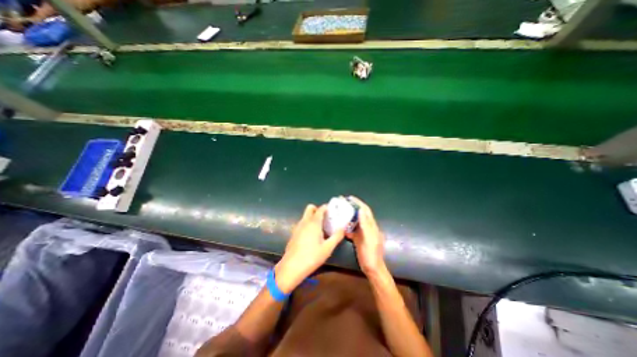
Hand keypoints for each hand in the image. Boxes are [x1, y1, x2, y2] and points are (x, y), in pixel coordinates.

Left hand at [273, 205, 342, 293]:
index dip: (327, 207)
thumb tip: (343, 228)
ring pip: (305, 216)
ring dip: (312, 217)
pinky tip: (311, 236)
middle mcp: (305, 221)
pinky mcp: (293, 233)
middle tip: (325, 218)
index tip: (333, 211)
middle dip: (317, 209)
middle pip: (310, 208)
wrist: (292, 267)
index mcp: (314, 223)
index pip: (320, 209)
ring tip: (320, 227)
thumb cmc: (312, 257)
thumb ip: (336, 236)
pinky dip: (307, 224)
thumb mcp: (328, 248)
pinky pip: (302, 223)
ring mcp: (297, 227)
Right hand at [346, 196, 384, 276]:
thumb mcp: (369, 239)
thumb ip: (366, 225)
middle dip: (352, 207)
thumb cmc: (371, 254)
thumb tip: (361, 210)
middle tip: (342, 203)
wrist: (372, 269)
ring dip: (348, 216)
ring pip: (355, 221)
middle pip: (359, 214)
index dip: (358, 203)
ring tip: (339, 211)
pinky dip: (346, 227)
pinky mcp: (358, 239)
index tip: (349, 198)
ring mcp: (362, 233)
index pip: (365, 210)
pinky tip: (340, 226)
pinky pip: (351, 230)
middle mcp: (367, 227)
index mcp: (371, 226)